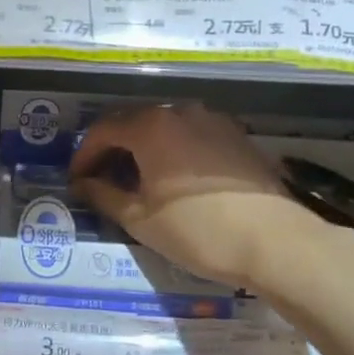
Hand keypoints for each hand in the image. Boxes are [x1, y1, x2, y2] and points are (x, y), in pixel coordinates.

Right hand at [69, 103, 343, 290]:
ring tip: (138, 179)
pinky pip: (192, 135)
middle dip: (113, 148)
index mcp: (150, 126)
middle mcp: (179, 111)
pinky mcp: (236, 135)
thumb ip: (104, 195)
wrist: (277, 242)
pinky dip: (173, 150)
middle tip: (102, 178)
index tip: (76, 179)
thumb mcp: (140, 219)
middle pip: (133, 122)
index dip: (84, 154)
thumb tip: (83, 184)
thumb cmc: (199, 231)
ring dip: (144, 148)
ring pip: (164, 127)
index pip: (103, 130)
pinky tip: (175, 178)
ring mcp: (212, 120)